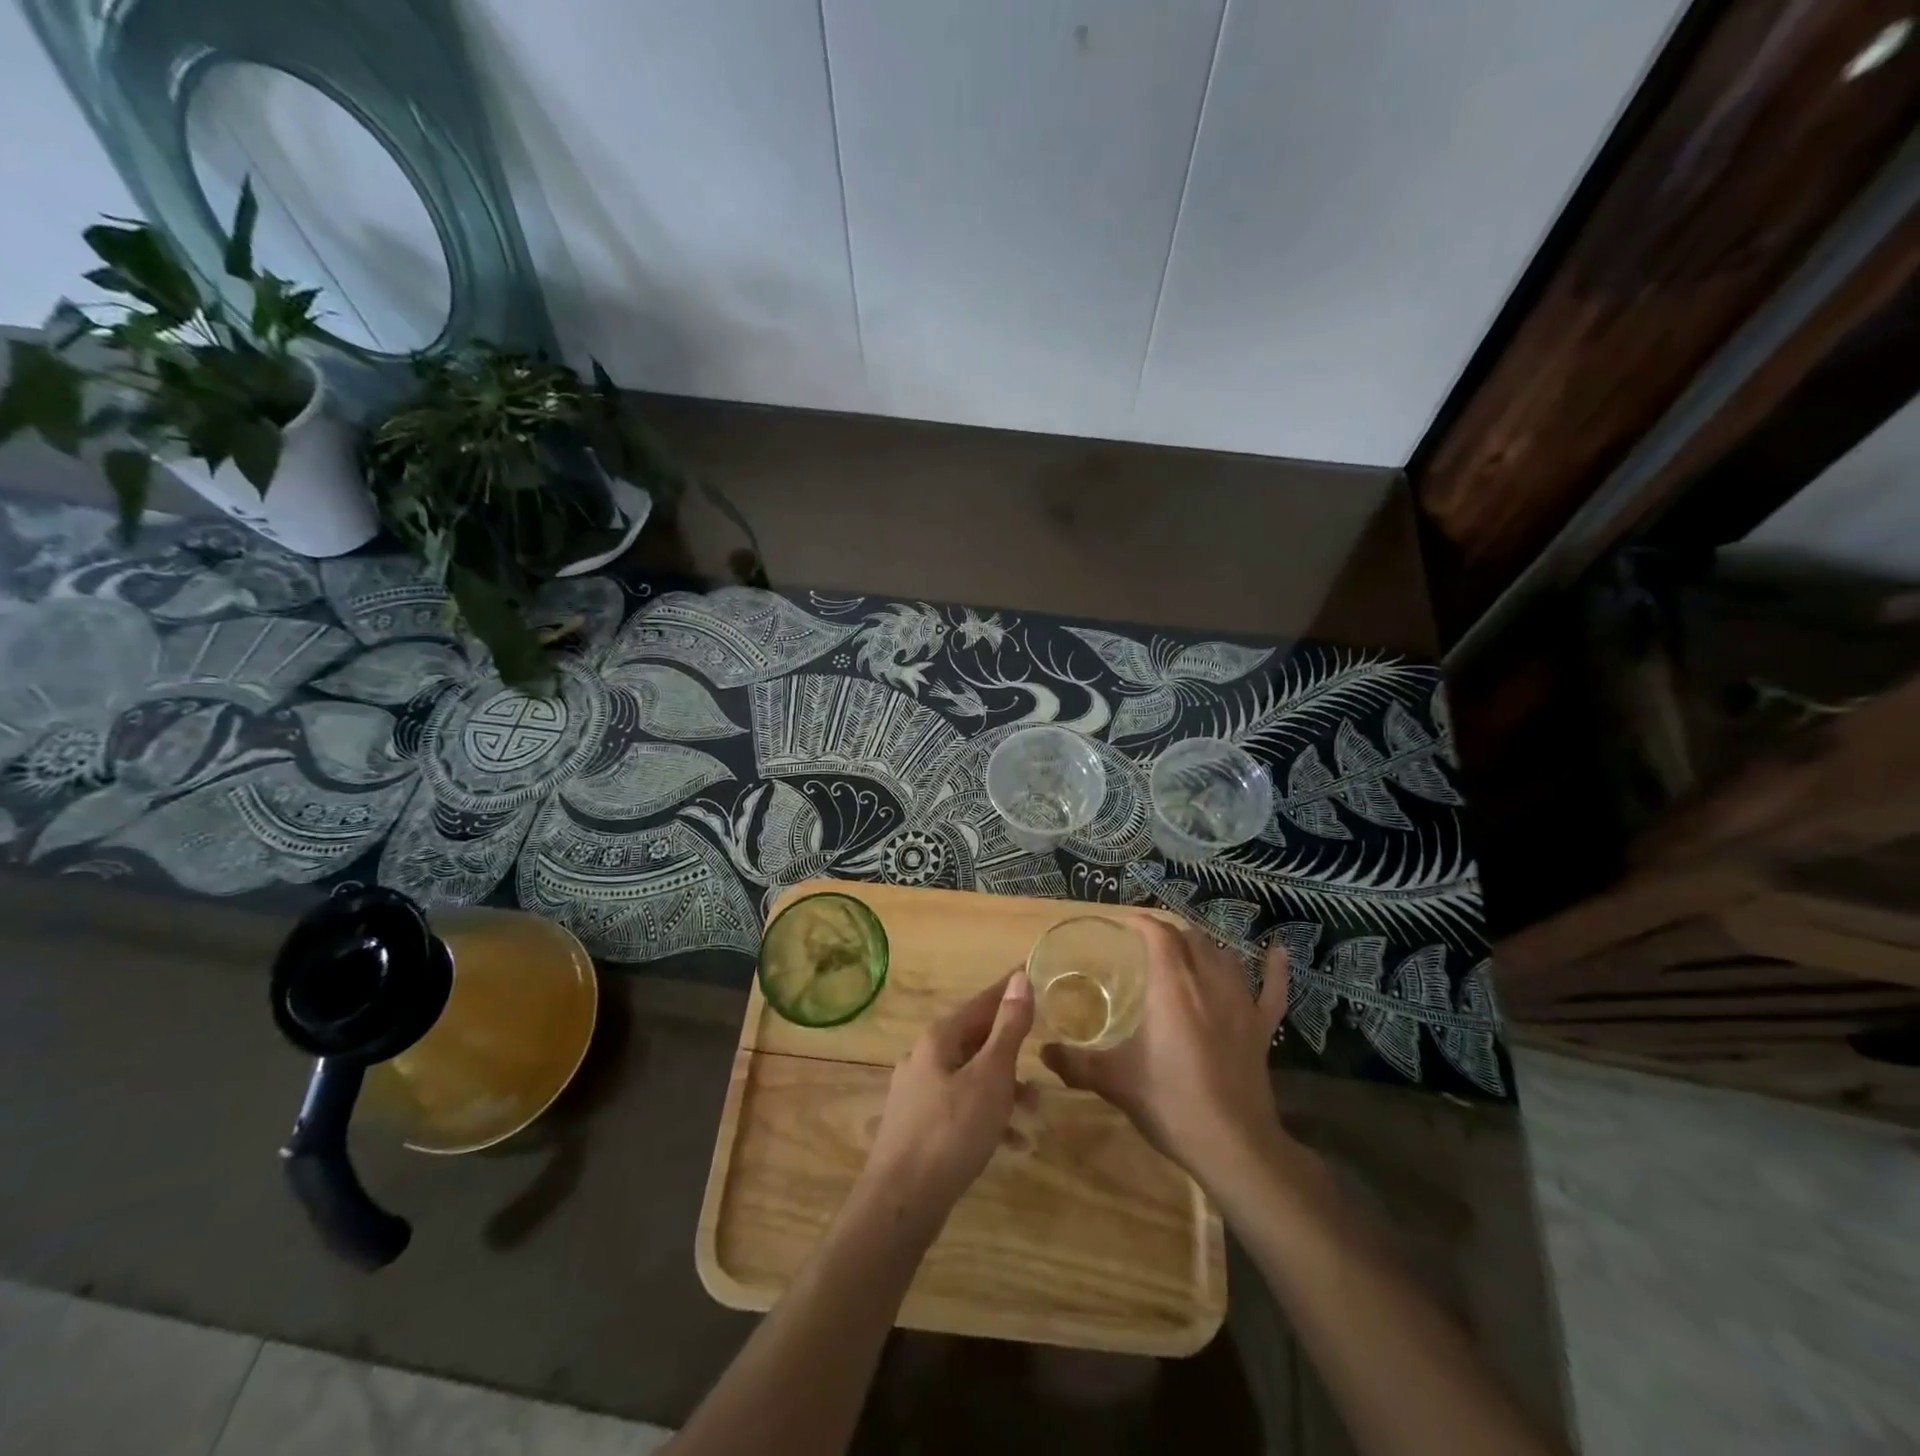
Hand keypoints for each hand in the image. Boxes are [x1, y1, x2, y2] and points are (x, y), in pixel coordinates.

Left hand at [858, 970, 1034, 1237]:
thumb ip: (1007, 1028)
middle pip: (975, 1039)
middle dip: (1011, 1049)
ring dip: (1004, 1088)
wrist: (900, 1203)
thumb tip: (1019, 978)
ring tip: (1035, 1109)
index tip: (1032, 974)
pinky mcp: (918, 1125)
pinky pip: (961, 1107)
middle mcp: (924, 1056)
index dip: (1009, 990)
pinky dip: (987, 1117)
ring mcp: (917, 1092)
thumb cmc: (951, 1132)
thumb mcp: (990, 1077)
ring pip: (970, 1076)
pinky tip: (1011, 1142)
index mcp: (939, 1038)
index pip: (982, 1002)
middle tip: (1043, 1053)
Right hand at [1042, 921, 1287, 1194]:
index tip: (1124, 925)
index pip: (1159, 935)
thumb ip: (1076, 1063)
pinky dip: (1275, 968)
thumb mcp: (1115, 1082)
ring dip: (1205, 945)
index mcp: (1172, 987)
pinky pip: (1273, 989)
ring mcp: (1241, 1004)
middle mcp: (1208, 983)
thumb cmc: (1170, 1103)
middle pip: (1191, 939)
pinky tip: (1277, 950)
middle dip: (1170, 932)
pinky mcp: (1262, 1028)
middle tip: (1148, 942)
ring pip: (1225, 957)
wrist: (1234, 1146)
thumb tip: (1043, 1052)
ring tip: (1188, 946)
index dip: (1142, 923)